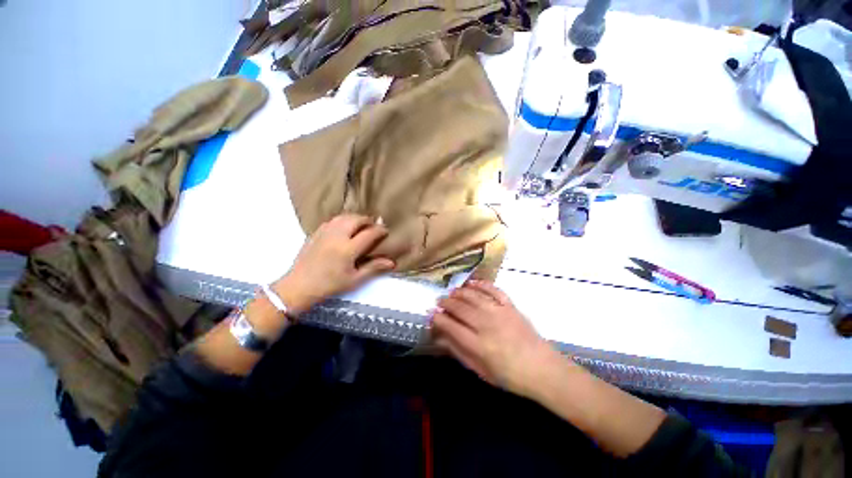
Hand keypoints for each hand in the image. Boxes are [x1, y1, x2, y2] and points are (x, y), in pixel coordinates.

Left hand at [273, 215, 395, 316]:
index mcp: (347, 249)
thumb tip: (391, 262)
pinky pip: (332, 220)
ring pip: (343, 217)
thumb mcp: (354, 280)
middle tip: (374, 226)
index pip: (369, 233)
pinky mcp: (316, 233)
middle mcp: (337, 236)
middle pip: (356, 219)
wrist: (299, 286)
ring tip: (361, 224)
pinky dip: (342, 220)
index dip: (380, 230)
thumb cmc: (329, 285)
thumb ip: (373, 267)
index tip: (386, 231)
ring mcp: (324, 233)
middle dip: (368, 220)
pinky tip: (344, 227)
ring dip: (355, 218)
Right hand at [432, 280, 562, 398]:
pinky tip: (471, 284)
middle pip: (460, 308)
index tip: (432, 315)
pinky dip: (481, 284)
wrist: (542, 369)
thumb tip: (441, 338)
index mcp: (478, 345)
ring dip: (459, 292)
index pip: (451, 326)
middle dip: (445, 303)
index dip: (438, 319)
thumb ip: (459, 352)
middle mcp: (486, 325)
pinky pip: (493, 290)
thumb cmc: (510, 376)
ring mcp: (499, 312)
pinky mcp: (510, 306)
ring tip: (451, 293)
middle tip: (438, 302)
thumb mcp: (480, 371)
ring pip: (473, 296)